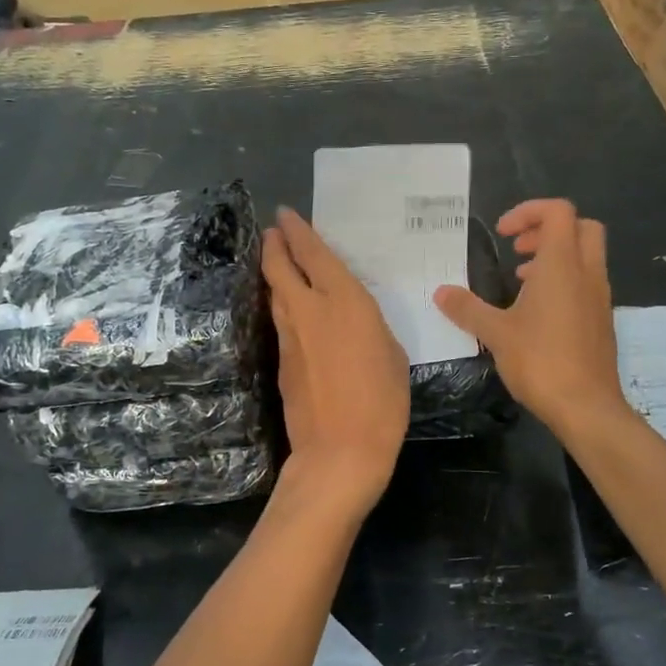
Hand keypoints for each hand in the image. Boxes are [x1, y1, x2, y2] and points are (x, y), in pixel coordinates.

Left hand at [262, 207, 409, 509]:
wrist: (339, 450)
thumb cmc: (382, 402)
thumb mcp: (392, 353)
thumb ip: (369, 326)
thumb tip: (351, 320)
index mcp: (345, 301)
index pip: (314, 254)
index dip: (298, 231)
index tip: (286, 215)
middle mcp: (310, 310)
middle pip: (280, 267)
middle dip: (275, 244)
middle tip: (273, 231)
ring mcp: (290, 336)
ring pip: (275, 292)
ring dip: (273, 272)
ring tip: (276, 261)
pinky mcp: (281, 360)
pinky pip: (280, 320)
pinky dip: (281, 304)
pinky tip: (290, 307)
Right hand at [434, 199, 627, 443]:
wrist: (587, 406)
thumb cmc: (541, 361)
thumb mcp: (496, 333)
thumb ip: (467, 308)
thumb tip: (440, 292)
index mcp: (562, 265)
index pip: (558, 212)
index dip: (529, 212)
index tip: (503, 235)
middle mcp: (587, 273)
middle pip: (580, 226)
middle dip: (547, 229)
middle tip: (518, 249)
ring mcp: (599, 296)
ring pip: (585, 255)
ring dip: (555, 256)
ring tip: (521, 279)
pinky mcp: (601, 319)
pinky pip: (586, 282)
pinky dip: (564, 280)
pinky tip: (537, 311)